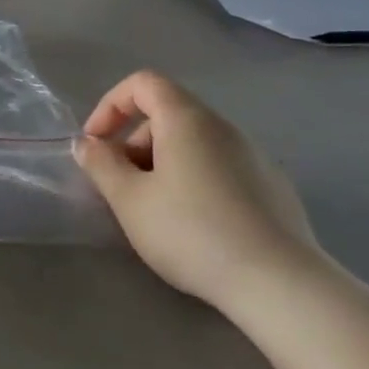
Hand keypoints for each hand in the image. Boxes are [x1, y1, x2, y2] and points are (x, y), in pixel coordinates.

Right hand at [72, 70, 331, 308]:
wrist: (280, 284)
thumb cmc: (191, 232)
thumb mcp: (129, 200)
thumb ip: (101, 164)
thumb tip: (87, 144)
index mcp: (188, 120)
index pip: (143, 83)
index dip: (110, 106)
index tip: (96, 145)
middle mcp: (225, 128)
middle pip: (168, 115)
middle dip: (134, 143)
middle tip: (121, 187)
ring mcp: (255, 157)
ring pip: (194, 144)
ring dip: (162, 165)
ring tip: (154, 211)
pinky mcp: (273, 188)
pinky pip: (220, 168)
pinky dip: (194, 181)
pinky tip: (195, 226)